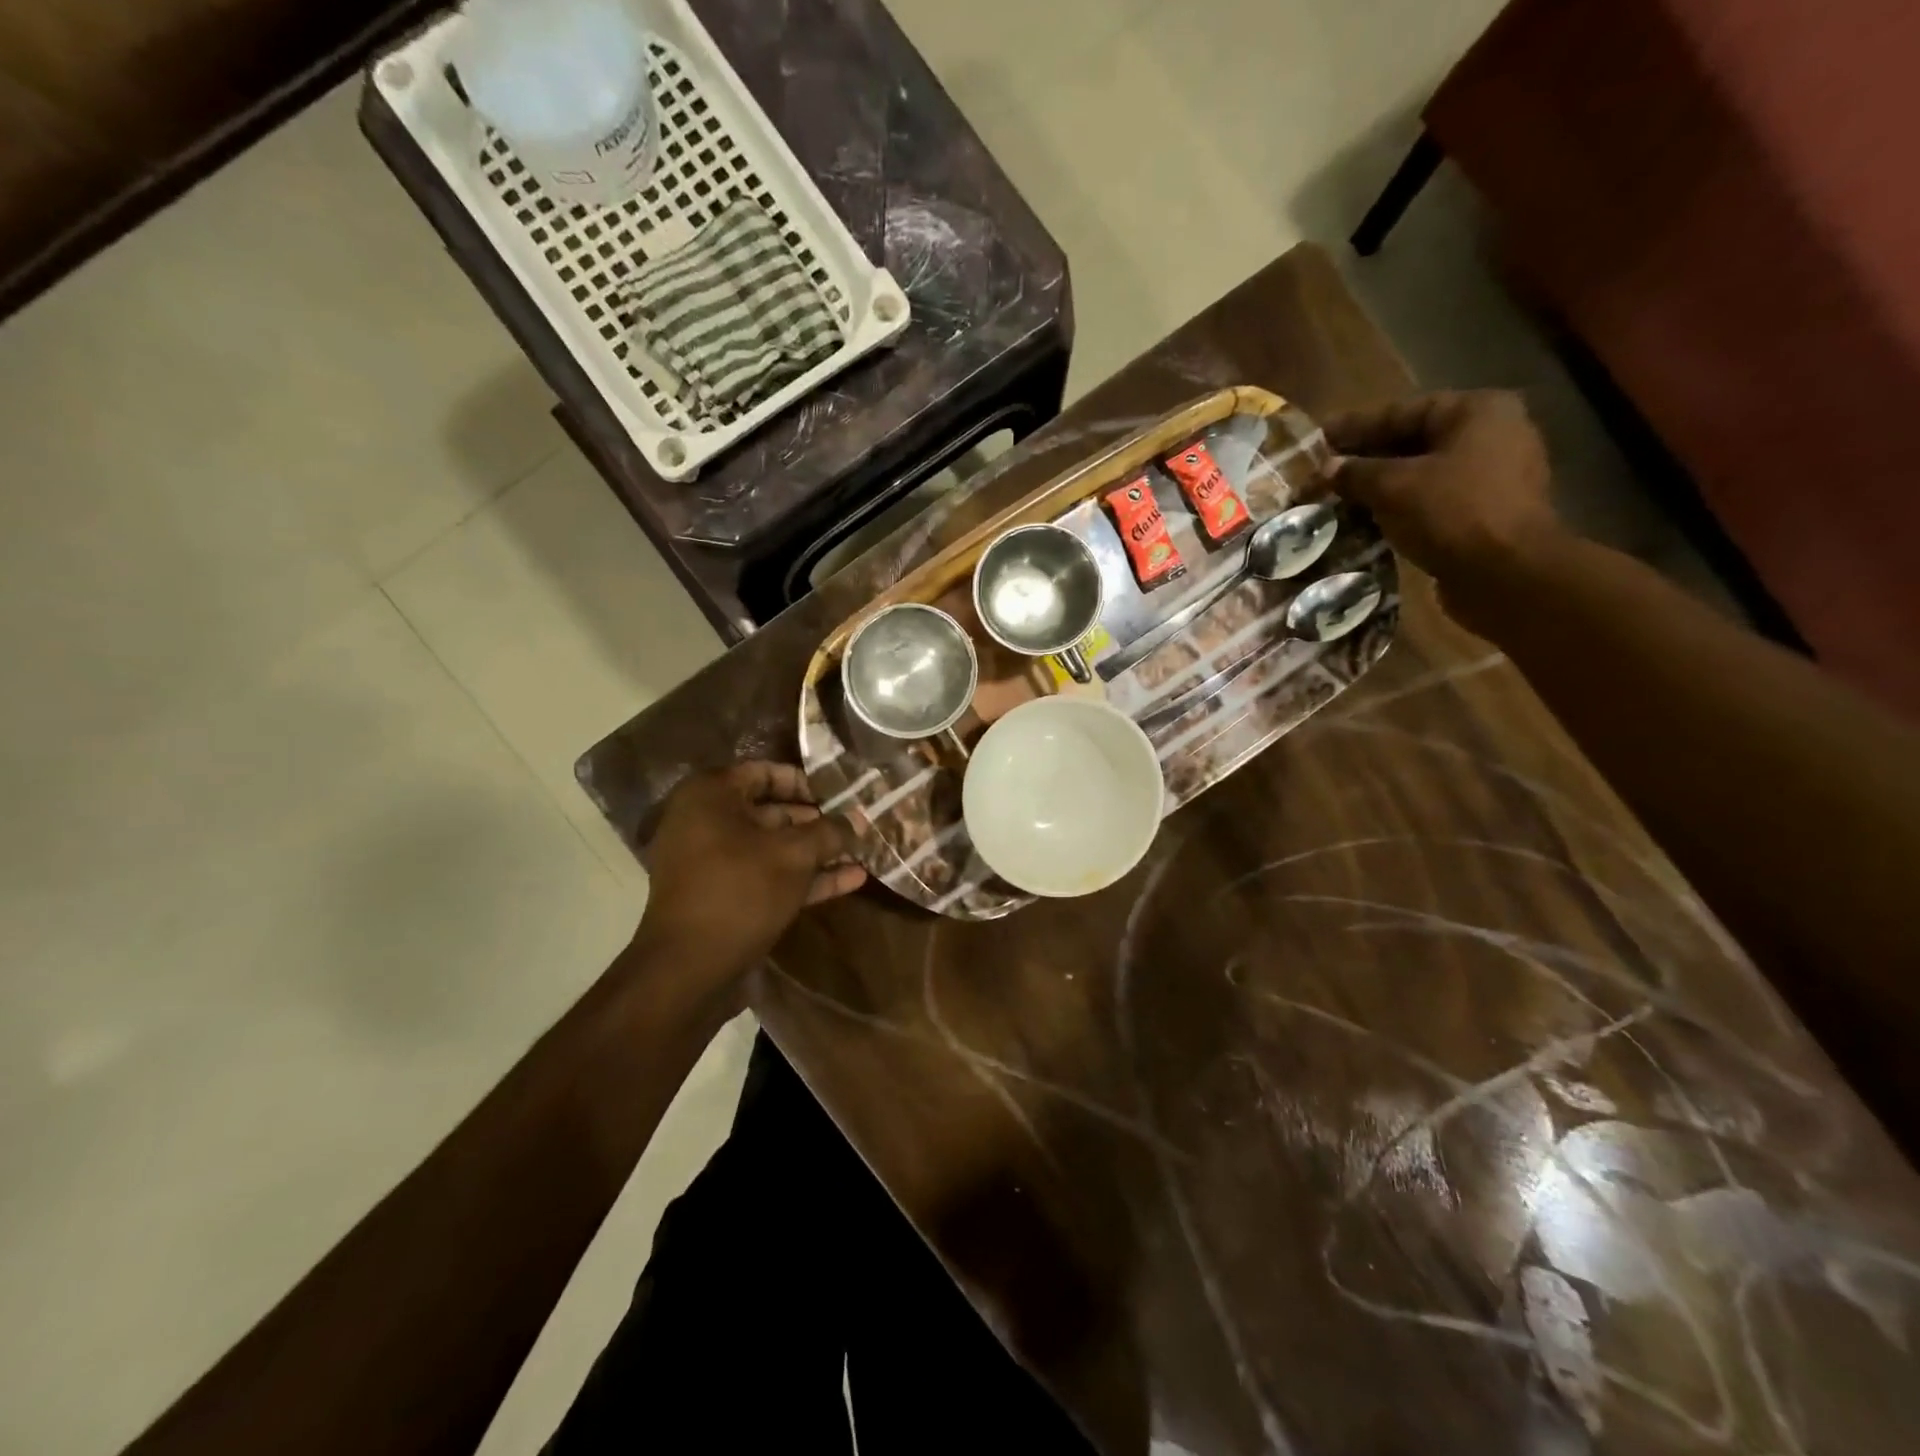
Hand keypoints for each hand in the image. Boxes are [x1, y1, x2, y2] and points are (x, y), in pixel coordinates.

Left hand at [634, 762, 865, 985]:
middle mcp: (706, 822)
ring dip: (816, 852)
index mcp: (711, 796)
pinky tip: (850, 880)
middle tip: (856, 825)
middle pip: (771, 811)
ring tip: (861, 852)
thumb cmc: (740, 891)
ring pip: (772, 848)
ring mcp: (713, 863)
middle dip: (817, 821)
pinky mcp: (724, 897)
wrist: (689, 969)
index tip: (840, 794)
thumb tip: (859, 819)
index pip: (764, 772)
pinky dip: (804, 877)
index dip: (806, 781)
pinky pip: (767, 876)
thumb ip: (829, 832)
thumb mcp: (793, 855)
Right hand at [1326, 390, 1567, 613]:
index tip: (1318, 436)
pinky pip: (1433, 499)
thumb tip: (1327, 468)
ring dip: (1381, 484)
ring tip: (1339, 495)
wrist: (1506, 573)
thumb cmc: (1451, 513)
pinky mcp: (1487, 511)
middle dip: (1367, 457)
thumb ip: (1357, 473)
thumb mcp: (1393, 487)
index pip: (1402, 411)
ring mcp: (1494, 474)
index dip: (1355, 426)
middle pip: (1414, 440)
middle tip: (1323, 469)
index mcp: (1476, 411)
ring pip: (1422, 472)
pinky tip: (1368, 518)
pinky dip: (1400, 505)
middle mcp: (1492, 434)